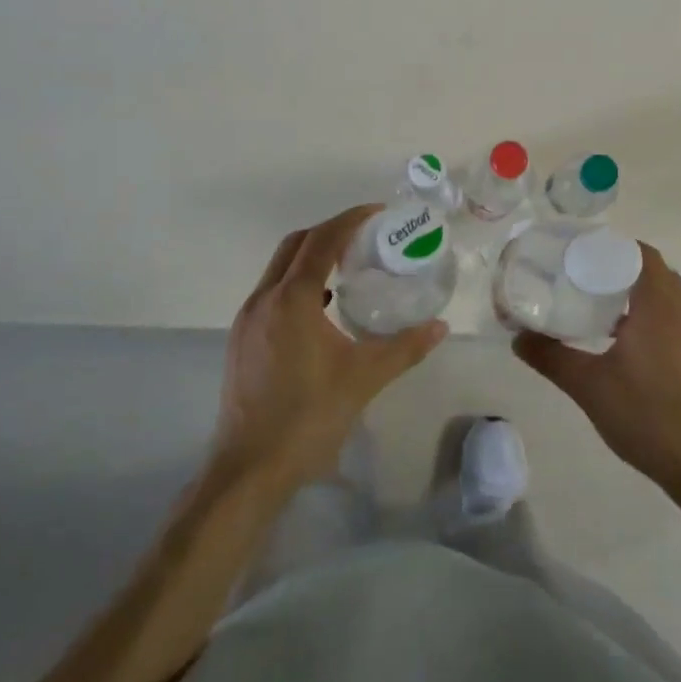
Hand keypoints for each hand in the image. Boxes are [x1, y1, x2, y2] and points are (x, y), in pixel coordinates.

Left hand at [214, 204, 446, 492]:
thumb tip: (440, 327)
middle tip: (365, 237)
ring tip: (347, 268)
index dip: (350, 219)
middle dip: (329, 232)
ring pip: (279, 270)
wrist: (250, 468)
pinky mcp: (241, 340)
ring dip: (311, 258)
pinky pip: (271, 294)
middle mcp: (263, 300)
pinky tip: (321, 311)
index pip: (322, 241)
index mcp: (292, 300)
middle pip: (295, 245)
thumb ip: (405, 348)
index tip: (378, 213)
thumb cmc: (309, 417)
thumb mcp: (365, 378)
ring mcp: (246, 320)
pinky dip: (297, 285)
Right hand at [514, 243, 680, 502]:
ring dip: (632, 292)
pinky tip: (616, 340)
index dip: (612, 245)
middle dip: (617, 266)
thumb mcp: (589, 387)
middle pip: (652, 272)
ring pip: (663, 297)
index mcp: (658, 309)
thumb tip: (517, 337)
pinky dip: (643, 314)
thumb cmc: (646, 417)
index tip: (579, 251)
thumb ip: (551, 357)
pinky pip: (668, 318)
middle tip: (579, 274)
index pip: (642, 254)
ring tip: (592, 303)